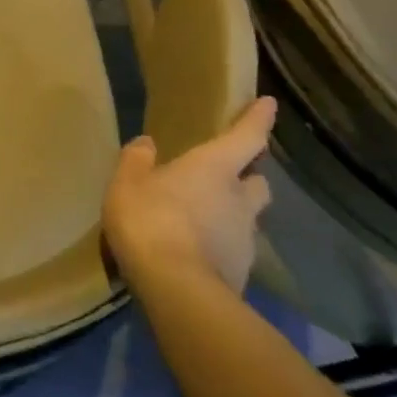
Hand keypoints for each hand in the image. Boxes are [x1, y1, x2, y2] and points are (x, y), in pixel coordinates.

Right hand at [102, 97, 276, 292]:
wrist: (177, 291)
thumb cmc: (152, 221)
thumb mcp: (127, 183)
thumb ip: (137, 160)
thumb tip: (147, 144)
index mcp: (215, 168)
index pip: (247, 137)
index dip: (258, 119)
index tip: (269, 105)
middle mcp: (239, 199)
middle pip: (259, 182)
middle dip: (250, 176)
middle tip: (231, 176)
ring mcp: (244, 240)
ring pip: (248, 219)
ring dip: (234, 215)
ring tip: (206, 221)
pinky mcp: (241, 274)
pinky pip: (234, 251)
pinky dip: (222, 247)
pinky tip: (199, 254)